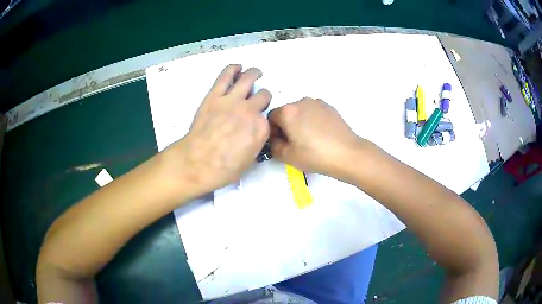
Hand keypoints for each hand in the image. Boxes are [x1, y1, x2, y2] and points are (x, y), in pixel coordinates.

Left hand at [163, 65, 270, 193]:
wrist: (196, 162)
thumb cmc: (223, 169)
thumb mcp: (249, 161)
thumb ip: (257, 142)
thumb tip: (255, 133)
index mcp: (261, 128)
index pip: (269, 117)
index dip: (264, 118)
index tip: (258, 121)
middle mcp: (250, 110)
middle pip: (264, 95)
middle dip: (262, 98)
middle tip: (257, 100)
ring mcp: (232, 100)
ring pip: (249, 78)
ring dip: (254, 74)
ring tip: (256, 73)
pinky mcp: (215, 95)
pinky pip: (226, 76)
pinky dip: (233, 69)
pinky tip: (237, 67)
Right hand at [268, 98, 365, 180]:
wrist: (347, 153)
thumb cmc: (315, 155)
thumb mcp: (287, 156)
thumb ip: (273, 146)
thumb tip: (275, 140)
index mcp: (288, 111)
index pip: (271, 118)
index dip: (273, 132)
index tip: (280, 143)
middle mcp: (301, 101)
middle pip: (287, 113)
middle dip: (287, 126)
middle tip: (294, 144)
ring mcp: (318, 103)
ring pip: (301, 112)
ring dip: (300, 122)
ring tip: (310, 139)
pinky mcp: (330, 107)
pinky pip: (314, 112)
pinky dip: (313, 120)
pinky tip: (321, 135)